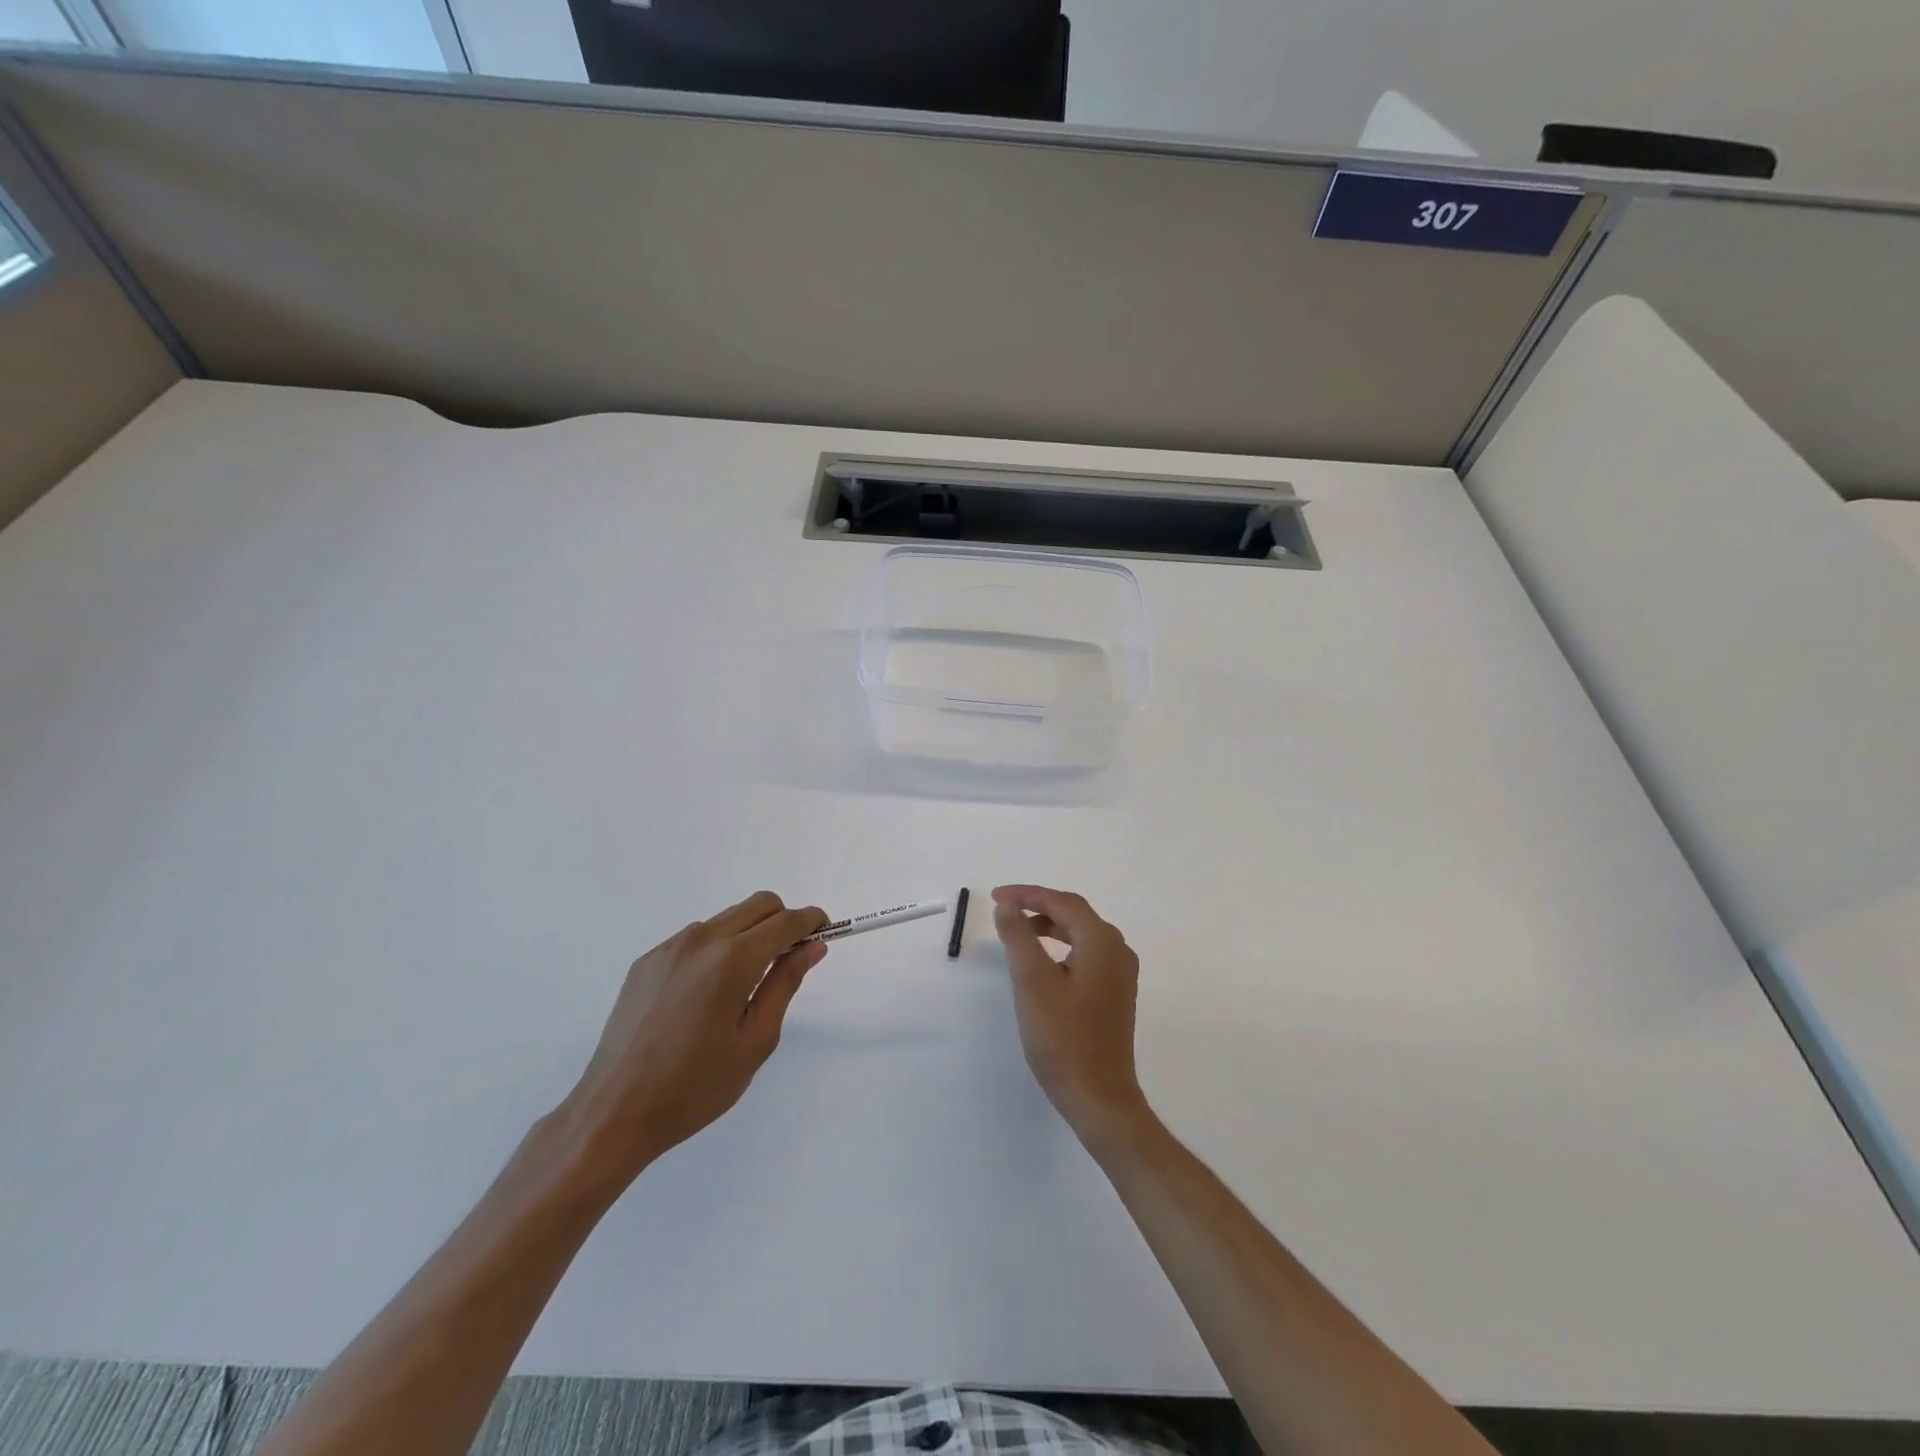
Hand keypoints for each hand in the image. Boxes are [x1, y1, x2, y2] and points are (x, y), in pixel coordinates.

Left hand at [556, 891, 828, 1188]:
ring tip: (745, 985)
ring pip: (727, 919)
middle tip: (790, 958)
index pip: (786, 921)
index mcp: (732, 960)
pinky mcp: (647, 961)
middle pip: (758, 904)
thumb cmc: (696, 1086)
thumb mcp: (755, 1041)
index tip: (824, 933)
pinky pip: (696, 938)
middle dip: (784, 920)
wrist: (615, 1112)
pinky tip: (707, 994)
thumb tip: (812, 946)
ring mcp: (669, 947)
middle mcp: (701, 940)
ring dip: (749, 934)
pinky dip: (717, 948)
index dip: (812, 921)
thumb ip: (785, 984)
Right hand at [993, 885, 1148, 1146]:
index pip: (1063, 902)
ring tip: (1017, 933)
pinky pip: (1086, 955)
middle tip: (1004, 910)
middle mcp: (1118, 951)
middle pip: (1075, 914)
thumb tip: (1007, 906)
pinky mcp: (1115, 994)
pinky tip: (1042, 963)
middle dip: (1038, 907)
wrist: (1098, 1096)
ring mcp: (1120, 975)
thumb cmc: (1063, 1037)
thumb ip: (1018, 937)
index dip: (1028, 894)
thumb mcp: (1032, 982)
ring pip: (1081, 935)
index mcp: (1102, 942)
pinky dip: (1061, 948)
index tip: (996, 896)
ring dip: (1049, 927)